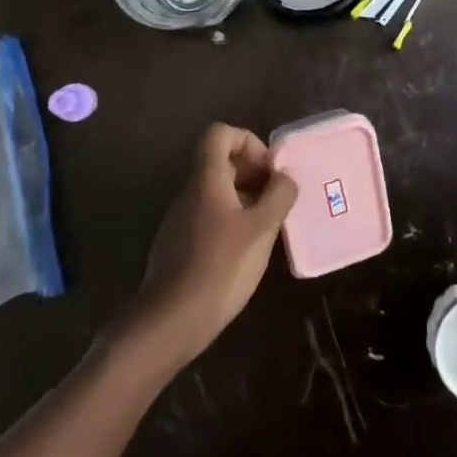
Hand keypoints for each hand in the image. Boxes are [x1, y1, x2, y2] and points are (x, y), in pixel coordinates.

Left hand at [129, 124, 297, 367]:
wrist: (170, 323)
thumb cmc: (221, 267)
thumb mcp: (262, 228)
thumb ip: (279, 195)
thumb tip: (286, 177)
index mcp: (207, 179)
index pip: (220, 134)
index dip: (248, 141)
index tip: (269, 169)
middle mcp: (190, 193)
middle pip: (221, 162)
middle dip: (254, 172)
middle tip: (278, 198)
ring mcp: (181, 220)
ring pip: (217, 192)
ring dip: (246, 199)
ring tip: (270, 225)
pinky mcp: (179, 246)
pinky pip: (210, 217)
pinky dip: (232, 221)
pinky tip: (248, 250)